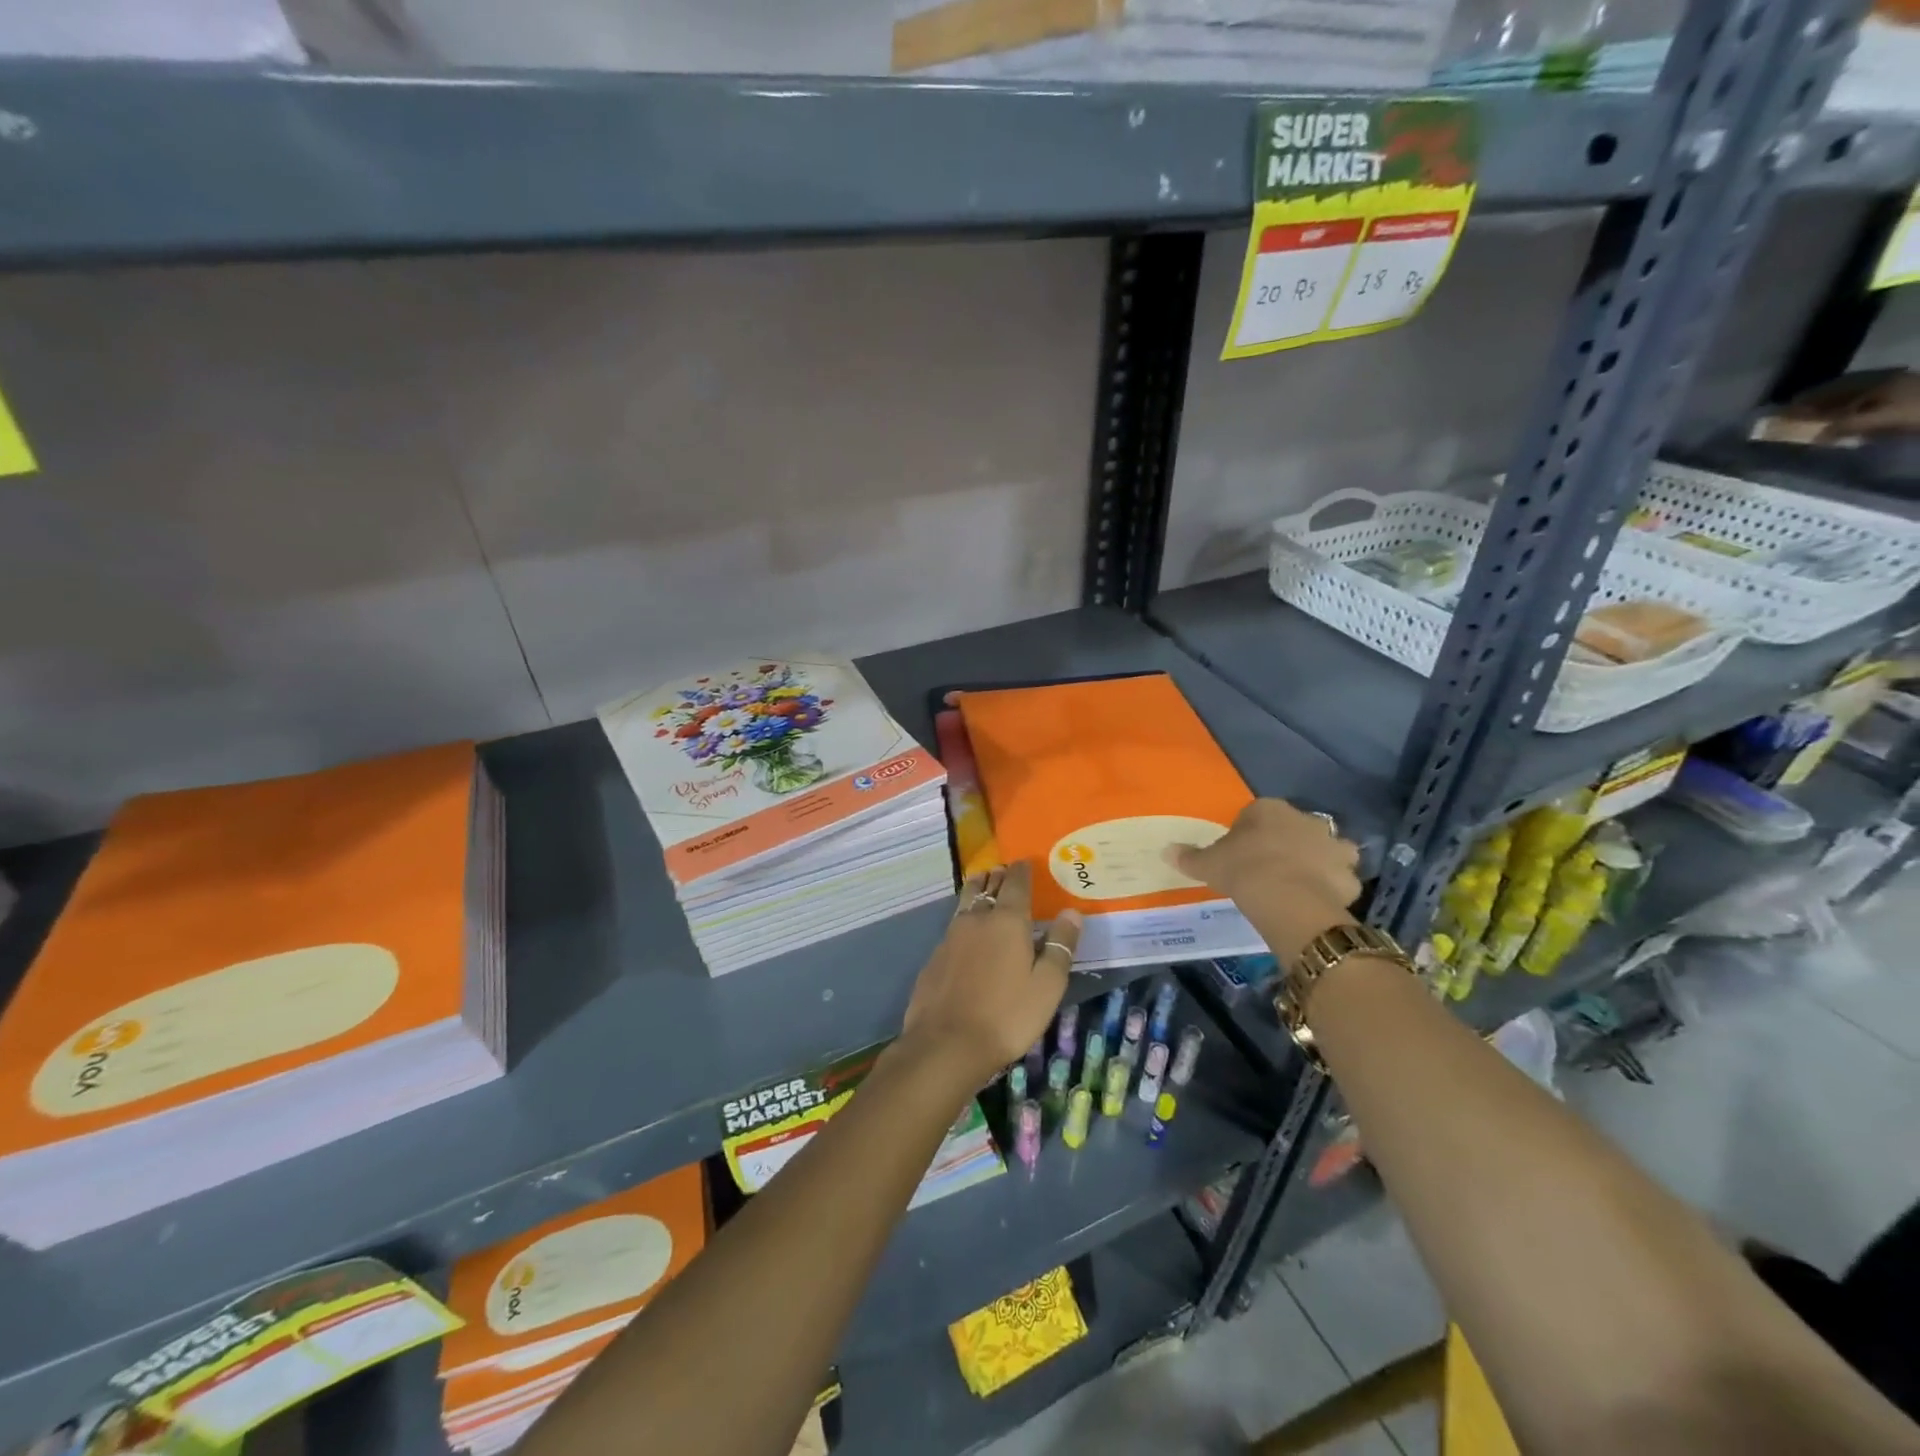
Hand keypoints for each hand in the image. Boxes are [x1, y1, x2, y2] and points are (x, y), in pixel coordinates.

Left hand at [896, 862, 1080, 1091]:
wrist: (946, 1044)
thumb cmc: (1007, 1015)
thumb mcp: (1047, 985)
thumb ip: (1060, 946)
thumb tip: (1072, 912)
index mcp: (1007, 921)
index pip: (1016, 884)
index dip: (1022, 871)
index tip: (1025, 861)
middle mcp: (977, 919)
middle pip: (987, 886)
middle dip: (998, 875)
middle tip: (1005, 870)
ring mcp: (951, 936)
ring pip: (966, 901)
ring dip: (977, 889)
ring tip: (984, 884)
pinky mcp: (935, 956)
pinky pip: (953, 925)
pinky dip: (964, 918)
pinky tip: (967, 931)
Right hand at [1166, 799, 1361, 962]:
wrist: (1288, 899)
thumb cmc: (1244, 870)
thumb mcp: (1208, 864)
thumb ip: (1190, 856)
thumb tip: (1166, 850)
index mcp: (1269, 809)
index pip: (1257, 813)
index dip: (1249, 833)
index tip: (1241, 853)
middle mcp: (1305, 819)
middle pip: (1294, 827)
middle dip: (1286, 843)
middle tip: (1269, 868)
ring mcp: (1332, 845)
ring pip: (1325, 849)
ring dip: (1317, 861)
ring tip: (1299, 883)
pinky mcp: (1348, 873)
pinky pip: (1339, 877)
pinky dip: (1332, 886)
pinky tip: (1317, 900)